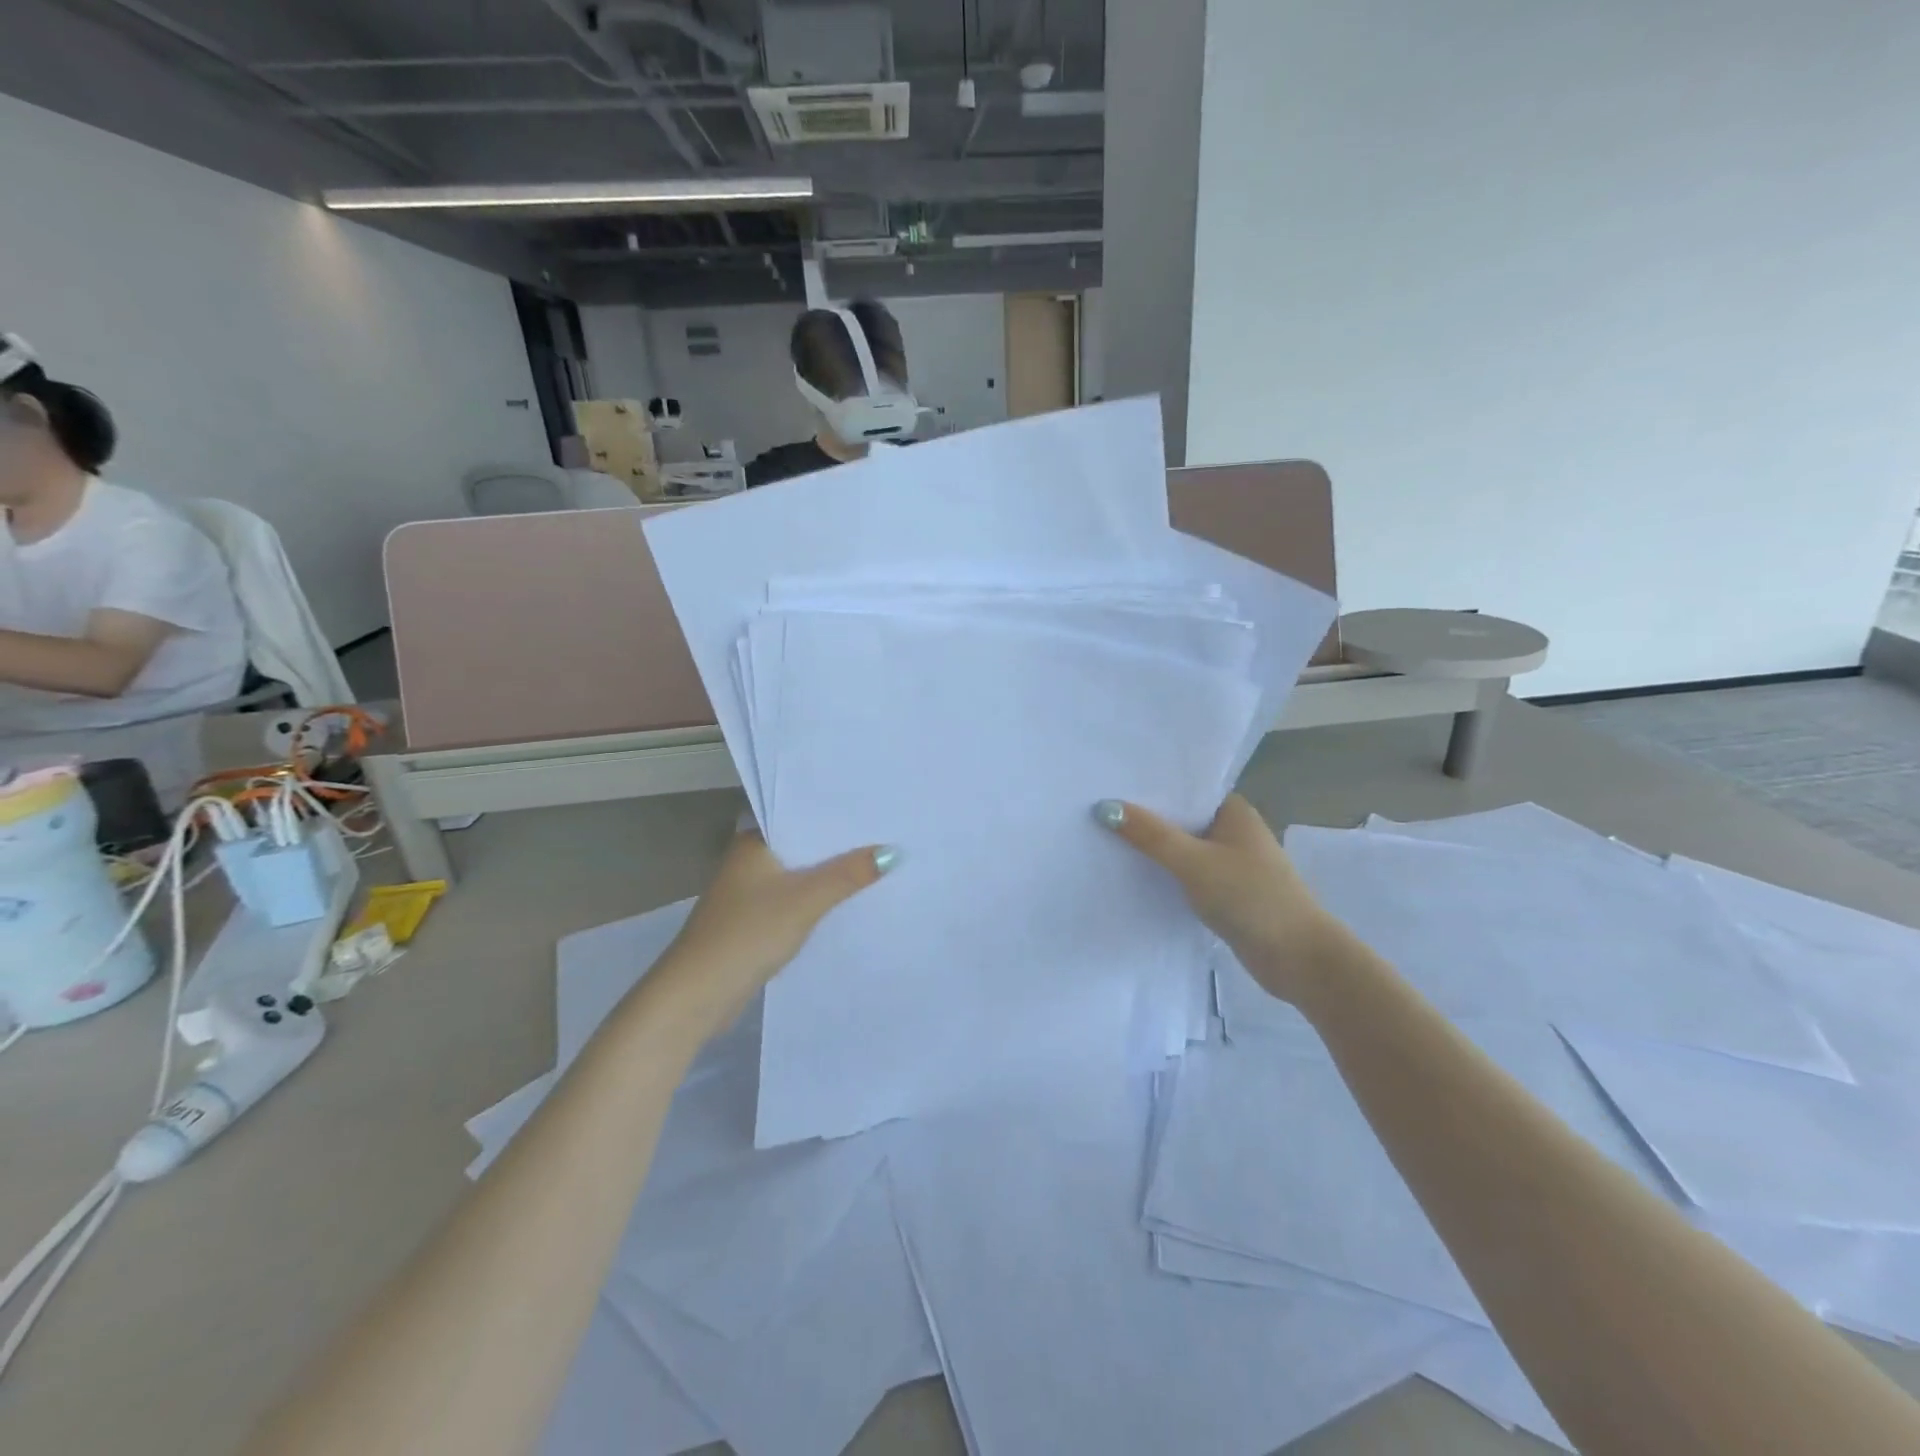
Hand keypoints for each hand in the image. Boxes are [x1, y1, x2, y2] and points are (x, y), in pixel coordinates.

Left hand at [648, 829, 897, 1031]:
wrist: (696, 995)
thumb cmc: (748, 934)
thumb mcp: (805, 900)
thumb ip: (848, 874)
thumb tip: (892, 851)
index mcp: (754, 842)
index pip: (802, 815)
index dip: (839, 814)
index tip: (879, 810)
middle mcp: (749, 860)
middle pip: (804, 846)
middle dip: (841, 846)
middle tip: (891, 836)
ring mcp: (749, 892)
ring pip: (800, 875)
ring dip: (831, 875)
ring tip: (880, 865)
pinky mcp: (753, 921)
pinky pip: (794, 900)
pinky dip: (817, 900)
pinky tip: (848, 902)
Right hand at [1095, 795, 1347, 1004]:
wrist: (1299, 959)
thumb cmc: (1251, 898)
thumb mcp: (1194, 862)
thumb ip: (1150, 835)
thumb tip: (1105, 808)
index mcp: (1234, 812)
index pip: (1185, 789)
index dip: (1150, 787)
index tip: (1109, 784)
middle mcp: (1234, 832)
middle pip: (1181, 819)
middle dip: (1146, 819)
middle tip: (1097, 811)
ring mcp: (1232, 864)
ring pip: (1183, 849)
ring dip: (1154, 849)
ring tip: (1105, 839)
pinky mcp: (1227, 894)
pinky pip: (1188, 875)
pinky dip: (1166, 874)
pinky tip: (1134, 875)